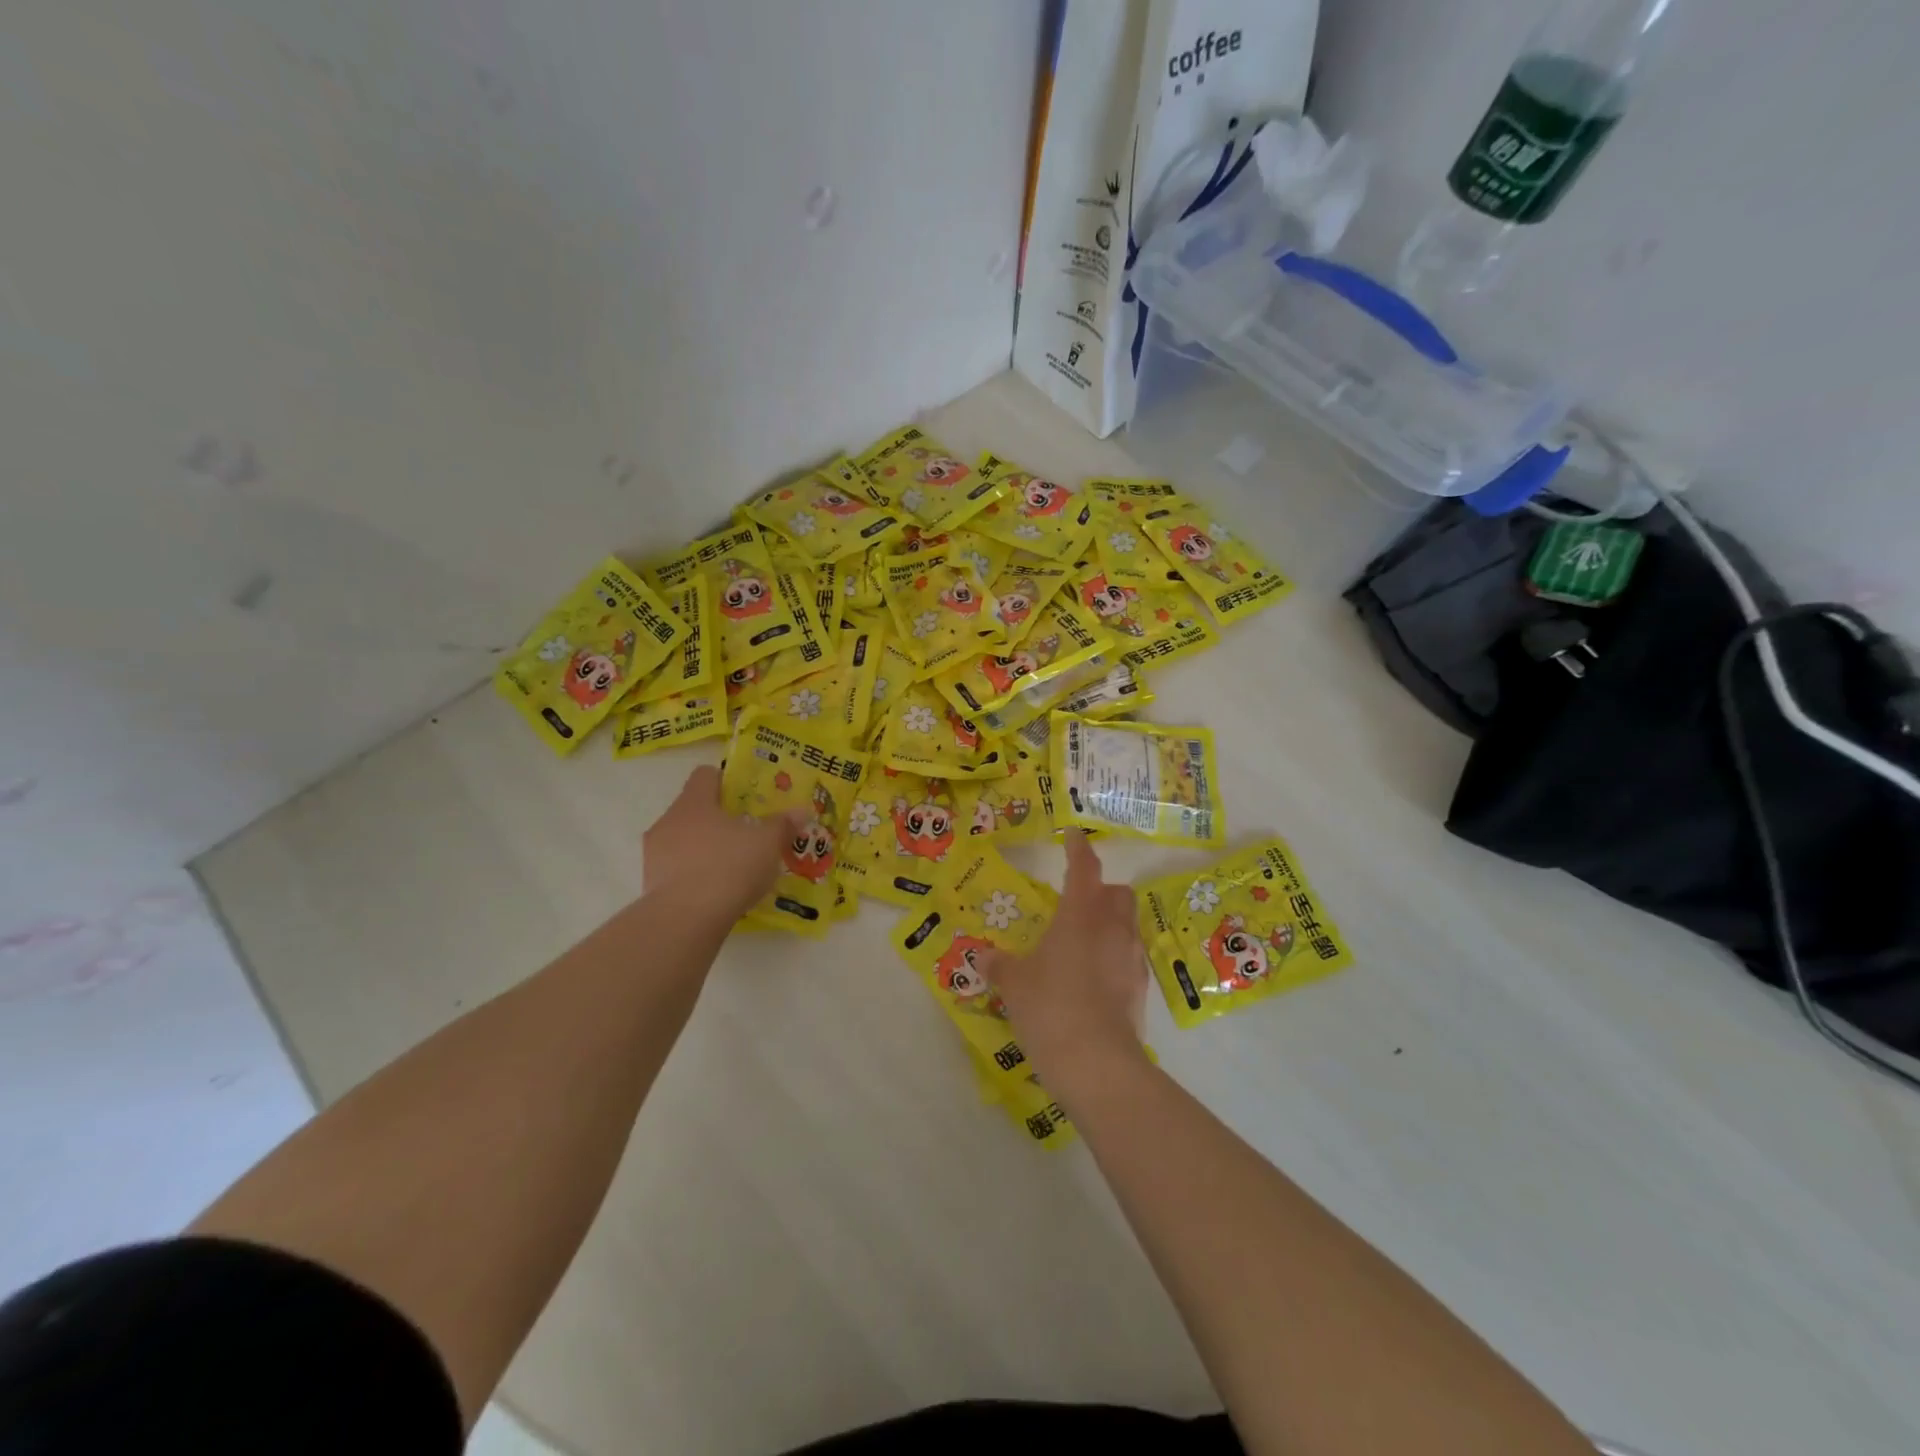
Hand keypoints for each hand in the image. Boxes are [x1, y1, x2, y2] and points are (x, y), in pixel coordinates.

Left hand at [642, 765, 804, 923]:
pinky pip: (677, 869)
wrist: (686, 919)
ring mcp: (655, 854)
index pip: (705, 775)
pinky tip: (717, 891)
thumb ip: (783, 824)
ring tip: (733, 867)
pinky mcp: (651, 884)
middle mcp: (668, 821)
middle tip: (747, 833)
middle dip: (719, 819)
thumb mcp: (767, 844)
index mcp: (694, 802)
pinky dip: (696, 874)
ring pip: (684, 840)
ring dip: (705, 848)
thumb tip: (801, 810)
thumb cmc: (729, 867)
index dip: (727, 781)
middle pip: (694, 809)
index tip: (747, 797)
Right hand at [982, 832, 1148, 1102]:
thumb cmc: (1050, 1008)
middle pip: (1117, 892)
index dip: (1077, 847)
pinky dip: (1115, 956)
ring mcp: (1132, 958)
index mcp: (1080, 914)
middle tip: (1077, 901)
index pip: (1083, 867)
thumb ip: (1000, 965)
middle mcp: (1112, 928)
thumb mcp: (1015, 985)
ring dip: (1110, 923)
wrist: (1097, 1064)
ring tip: (1084, 942)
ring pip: (1128, 924)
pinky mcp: (1141, 989)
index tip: (1072, 834)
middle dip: (1101, 889)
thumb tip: (981, 954)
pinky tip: (1094, 978)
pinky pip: (1130, 957)